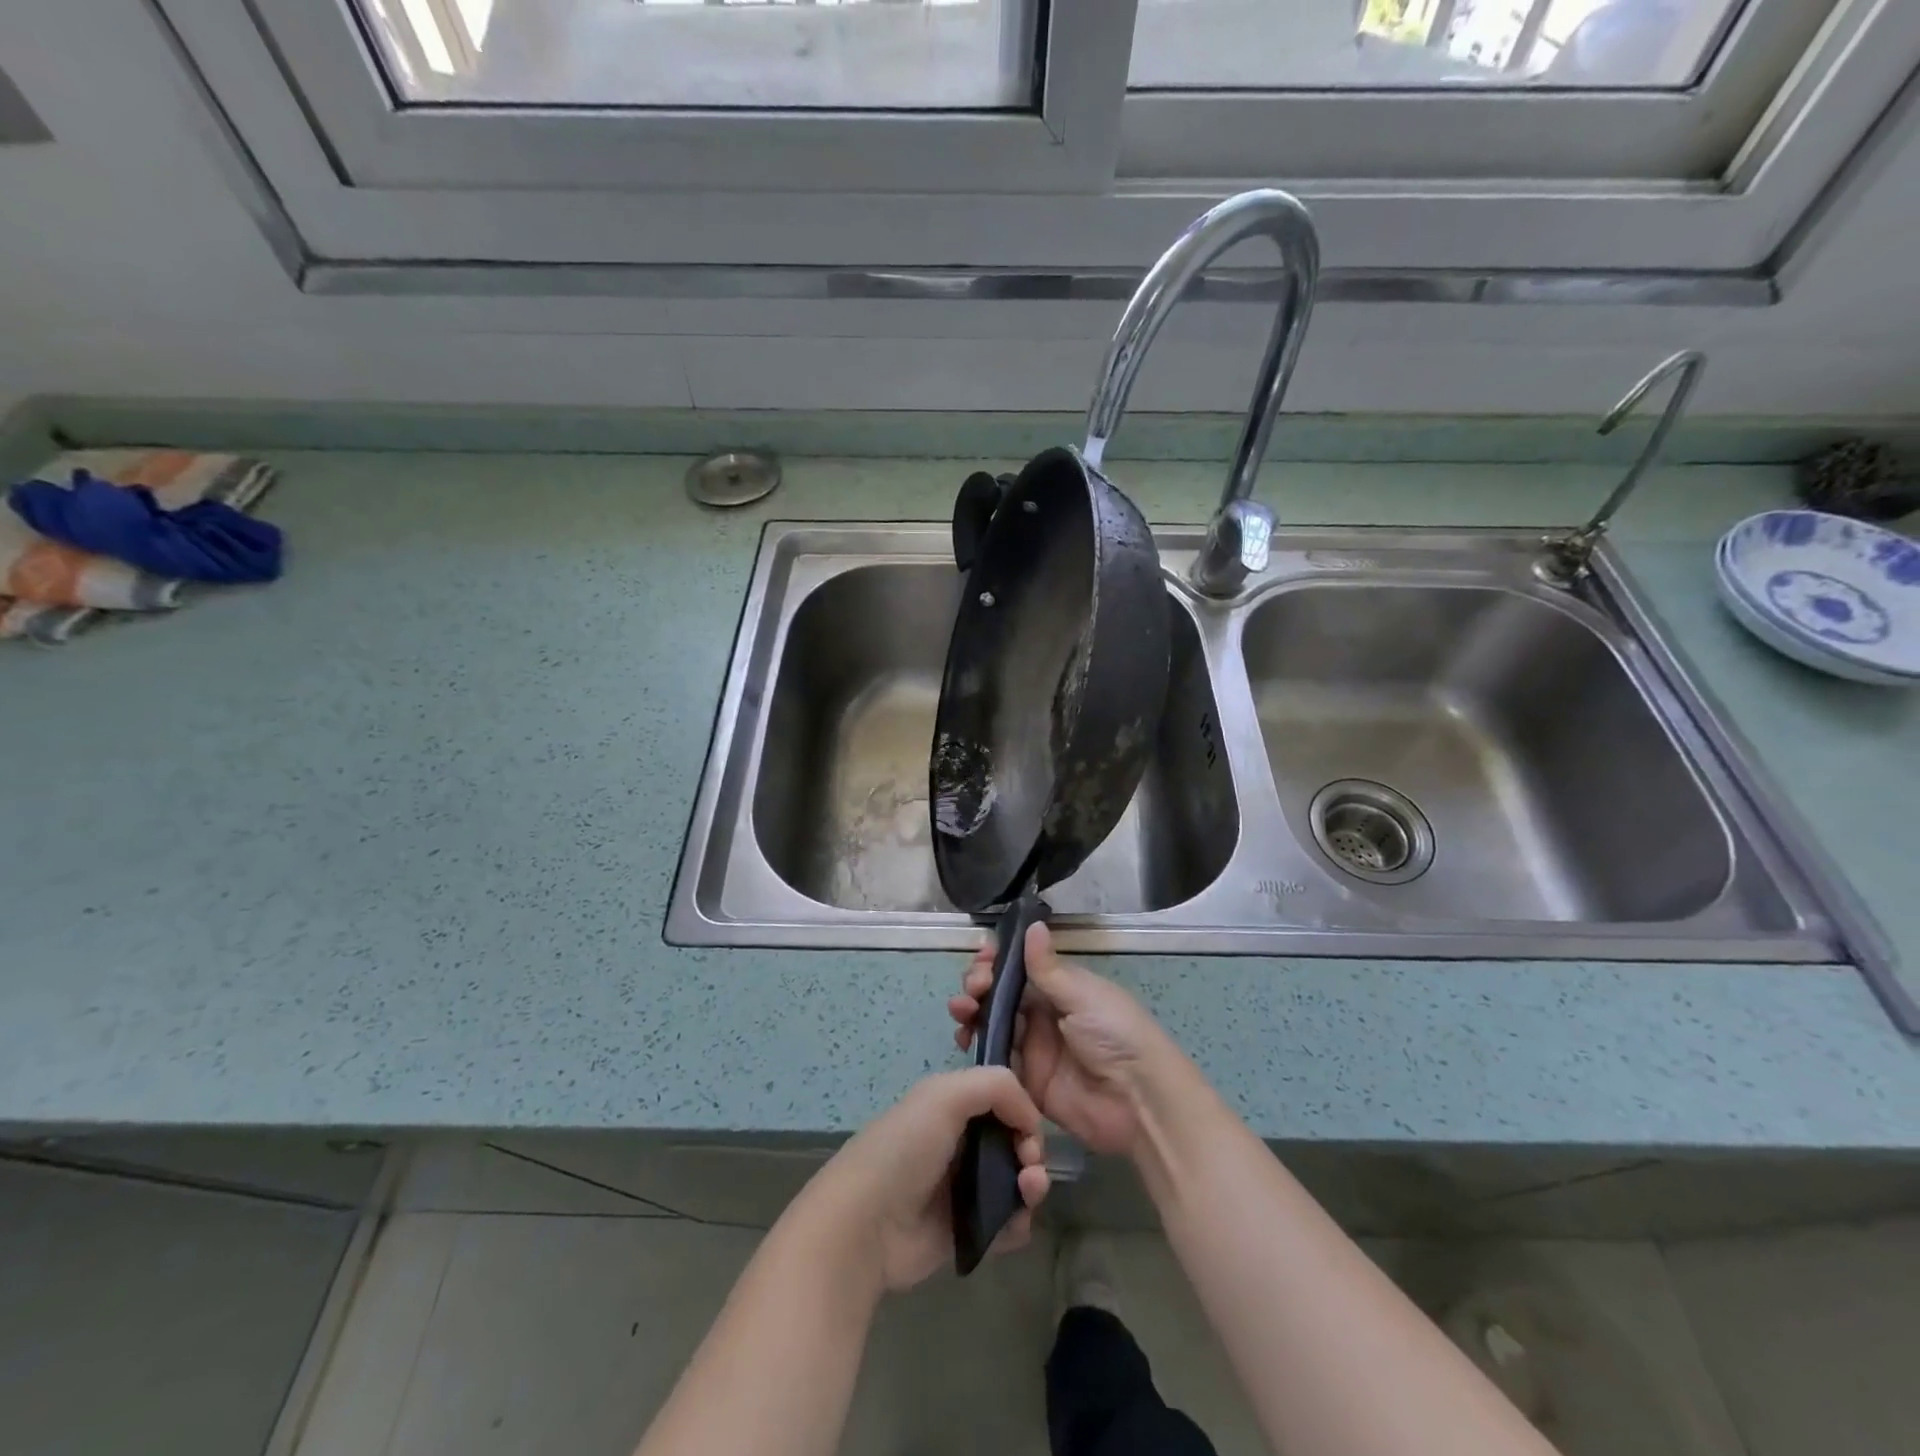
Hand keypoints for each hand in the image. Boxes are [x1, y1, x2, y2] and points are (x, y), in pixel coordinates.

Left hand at [802, 1067, 1049, 1292]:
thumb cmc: (904, 1149)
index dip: (1022, 1112)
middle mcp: (958, 1142)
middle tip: (1028, 1168)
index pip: (1001, 1099)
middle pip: (1012, 1141)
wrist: (864, 1226)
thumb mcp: (945, 1096)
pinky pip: (1005, 1225)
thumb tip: (1030, 1118)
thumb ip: (997, 1086)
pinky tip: (1013, 1226)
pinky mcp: (964, 1230)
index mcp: (950, 1105)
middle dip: (1031, 1151)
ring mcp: (961, 1187)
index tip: (1026, 1132)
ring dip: (1031, 1187)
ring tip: (1026, 1195)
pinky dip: (1017, 1224)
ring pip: (1014, 1182)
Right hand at [948, 922, 1181, 1157]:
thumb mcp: (1083, 995)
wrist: (1138, 1102)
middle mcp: (1043, 1014)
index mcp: (1060, 988)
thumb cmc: (1115, 1034)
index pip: (1020, 968)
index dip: (998, 961)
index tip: (983, 957)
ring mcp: (1033, 1049)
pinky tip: (965, 1039)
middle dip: (979, 985)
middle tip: (973, 989)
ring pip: (992, 1024)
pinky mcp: (1026, 1082)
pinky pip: (995, 1062)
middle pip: (1000, 995)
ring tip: (961, 1011)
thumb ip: (1048, 968)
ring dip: (971, 1013)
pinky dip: (977, 1049)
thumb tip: (1032, 924)